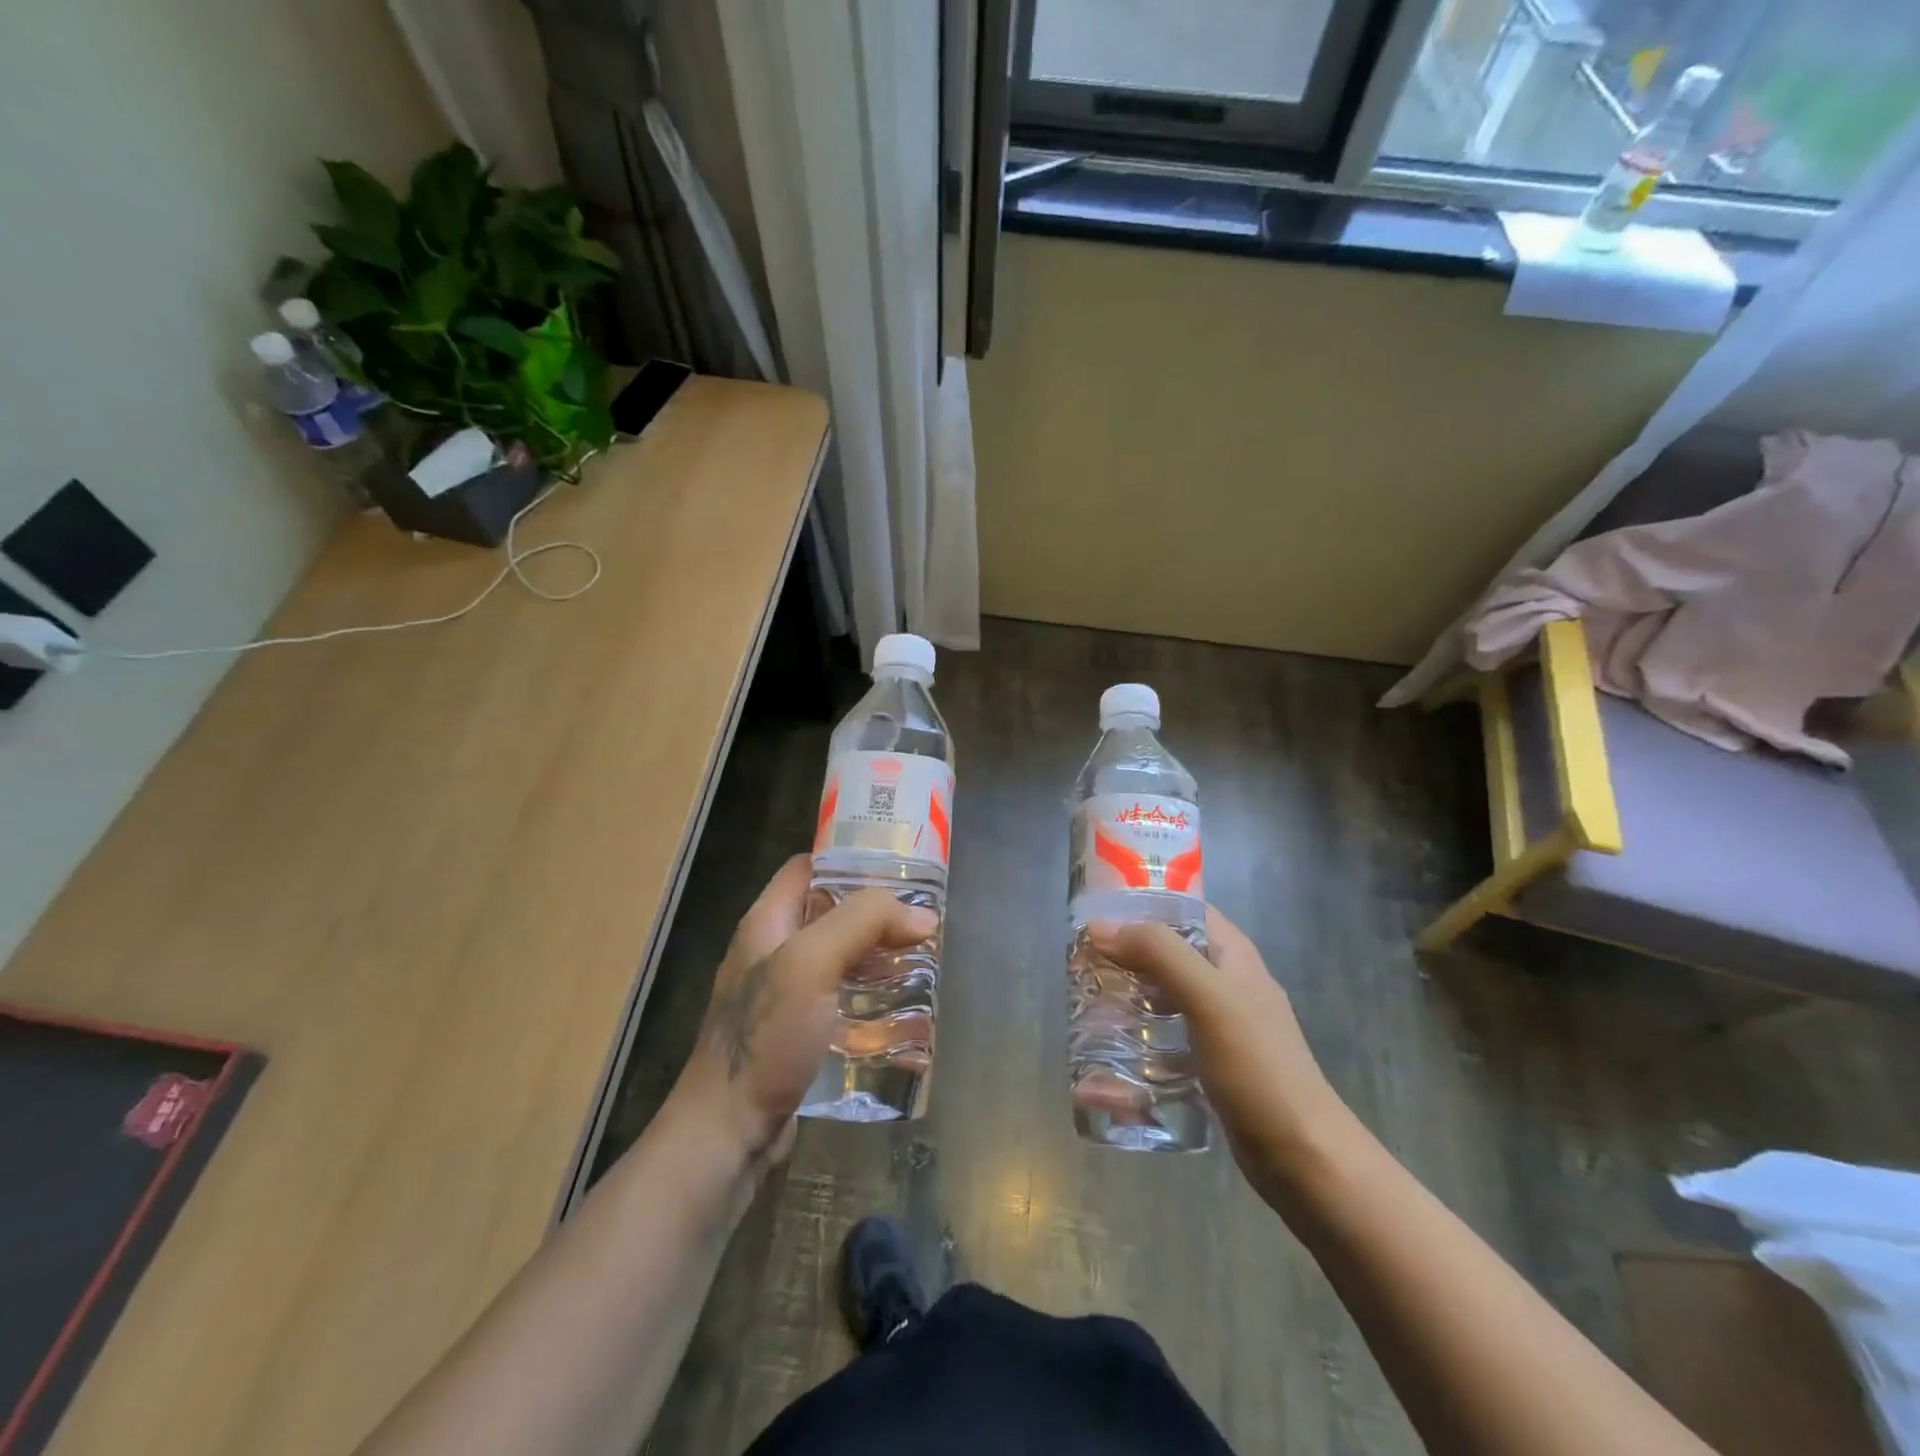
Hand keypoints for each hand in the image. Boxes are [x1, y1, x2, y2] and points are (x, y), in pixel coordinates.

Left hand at [672, 855, 937, 1168]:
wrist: (728, 1133)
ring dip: (878, 954)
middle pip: (830, 912)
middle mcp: (774, 951)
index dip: (849, 857)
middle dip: (876, 911)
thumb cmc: (765, 1037)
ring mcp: (785, 995)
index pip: (807, 867)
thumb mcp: (811, 963)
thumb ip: (863, 923)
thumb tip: (922, 915)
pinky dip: (870, 994)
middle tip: (924, 916)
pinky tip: (902, 1006)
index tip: (899, 863)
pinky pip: (841, 997)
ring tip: (924, 956)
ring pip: (840, 956)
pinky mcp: (800, 1033)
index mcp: (767, 922)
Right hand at [1090, 907, 1350, 1200]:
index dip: (1141, 903)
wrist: (1303, 1158)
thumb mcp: (1208, 998)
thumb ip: (1159, 954)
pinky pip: (1167, 1037)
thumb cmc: (1258, 1067)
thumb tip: (1100, 927)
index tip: (1095, 914)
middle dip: (1125, 955)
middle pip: (1168, 952)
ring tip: (1087, 1005)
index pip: (1183, 907)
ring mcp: (1221, 1025)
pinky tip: (1111, 1054)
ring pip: (1164, 995)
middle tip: (1081, 965)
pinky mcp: (1211, 1063)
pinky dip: (1140, 1038)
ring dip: (1128, 997)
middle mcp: (1227, 982)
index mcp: (1232, 955)